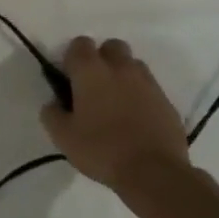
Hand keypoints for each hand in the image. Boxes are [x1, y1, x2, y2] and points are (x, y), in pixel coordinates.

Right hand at [39, 37, 190, 196]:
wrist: (155, 173)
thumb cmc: (101, 150)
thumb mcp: (62, 137)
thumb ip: (52, 113)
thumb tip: (54, 103)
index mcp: (91, 71)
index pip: (79, 44)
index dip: (72, 58)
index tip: (69, 79)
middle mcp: (120, 69)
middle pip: (111, 46)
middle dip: (101, 59)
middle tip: (94, 86)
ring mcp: (147, 83)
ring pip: (132, 64)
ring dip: (122, 74)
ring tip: (116, 101)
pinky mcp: (166, 101)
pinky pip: (149, 87)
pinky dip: (140, 95)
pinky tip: (134, 118)